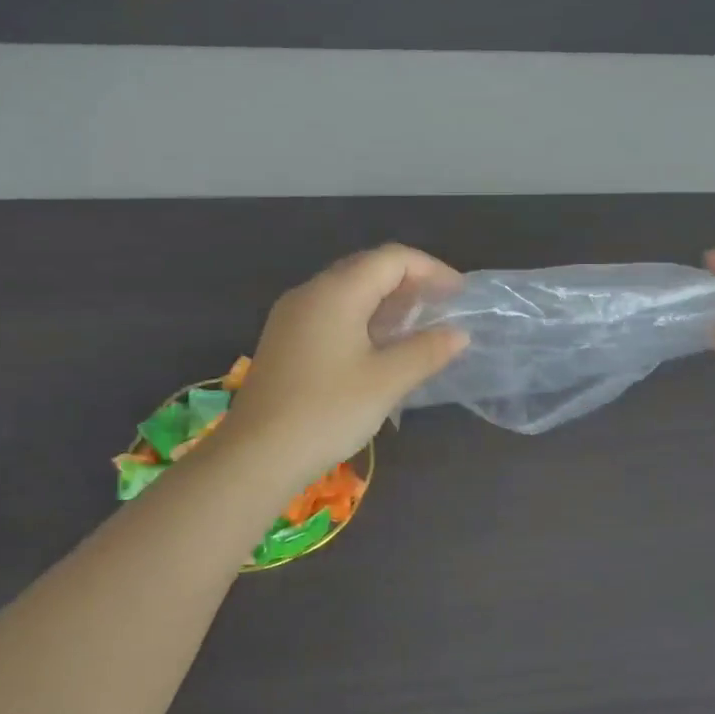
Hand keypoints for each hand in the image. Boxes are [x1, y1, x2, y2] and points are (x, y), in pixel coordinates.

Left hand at [221, 245, 467, 488]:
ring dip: (384, 300)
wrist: (256, 455)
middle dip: (408, 282)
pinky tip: (375, 346)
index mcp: (337, 291)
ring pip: (346, 290)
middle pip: (366, 268)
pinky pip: (329, 311)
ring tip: (414, 326)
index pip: (391, 258)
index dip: (430, 269)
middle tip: (439, 307)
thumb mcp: (386, 381)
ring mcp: (291, 315)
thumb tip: (458, 334)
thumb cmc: (327, 411)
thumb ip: (426, 351)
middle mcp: (310, 292)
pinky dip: (360, 317)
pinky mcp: (283, 339)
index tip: (457, 294)